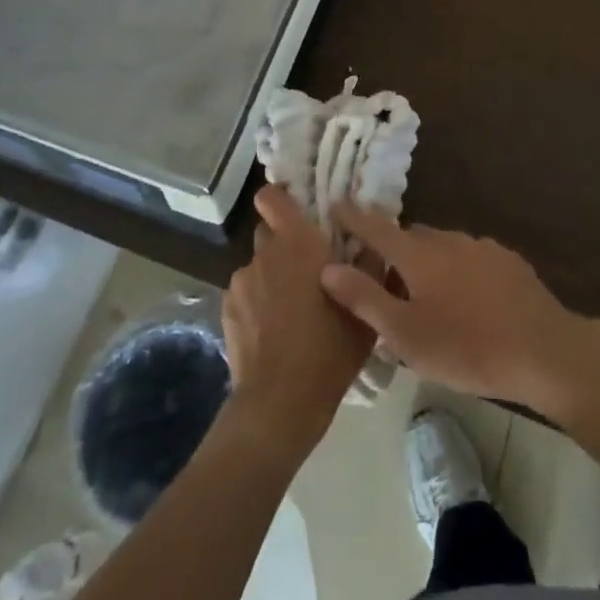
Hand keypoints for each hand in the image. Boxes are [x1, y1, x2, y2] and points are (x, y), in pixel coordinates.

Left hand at [221, 186, 374, 454]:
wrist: (280, 402)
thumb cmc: (330, 348)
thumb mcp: (365, 308)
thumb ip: (369, 264)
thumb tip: (372, 237)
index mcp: (298, 242)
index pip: (273, 197)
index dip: (281, 197)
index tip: (298, 208)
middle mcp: (265, 253)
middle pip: (270, 232)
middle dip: (286, 244)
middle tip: (308, 269)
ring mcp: (241, 281)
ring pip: (260, 266)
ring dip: (273, 276)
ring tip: (292, 309)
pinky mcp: (226, 309)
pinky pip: (247, 293)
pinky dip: (258, 302)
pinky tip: (273, 330)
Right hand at [319, 202, 593, 414]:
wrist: (545, 351)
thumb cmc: (467, 347)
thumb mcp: (406, 335)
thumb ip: (365, 299)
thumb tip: (328, 267)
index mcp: (419, 254)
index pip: (376, 227)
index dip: (353, 217)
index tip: (336, 204)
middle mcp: (449, 239)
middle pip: (410, 237)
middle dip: (392, 250)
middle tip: (381, 279)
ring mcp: (482, 247)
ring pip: (442, 247)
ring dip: (426, 262)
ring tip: (424, 297)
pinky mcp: (508, 261)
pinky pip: (469, 258)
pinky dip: (456, 271)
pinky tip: (465, 301)